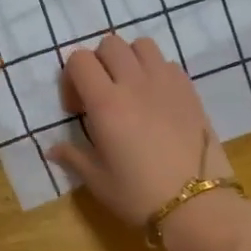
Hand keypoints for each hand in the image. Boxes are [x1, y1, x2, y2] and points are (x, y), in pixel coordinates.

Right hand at [48, 32, 233, 229]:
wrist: (198, 205)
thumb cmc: (140, 195)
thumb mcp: (98, 181)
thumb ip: (74, 157)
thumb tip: (53, 149)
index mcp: (106, 104)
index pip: (79, 60)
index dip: (71, 78)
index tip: (77, 109)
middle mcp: (134, 83)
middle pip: (110, 44)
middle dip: (98, 63)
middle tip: (101, 95)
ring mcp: (166, 83)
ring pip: (141, 45)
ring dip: (129, 59)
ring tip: (129, 89)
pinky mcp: (189, 90)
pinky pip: (167, 62)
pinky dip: (155, 71)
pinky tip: (156, 100)